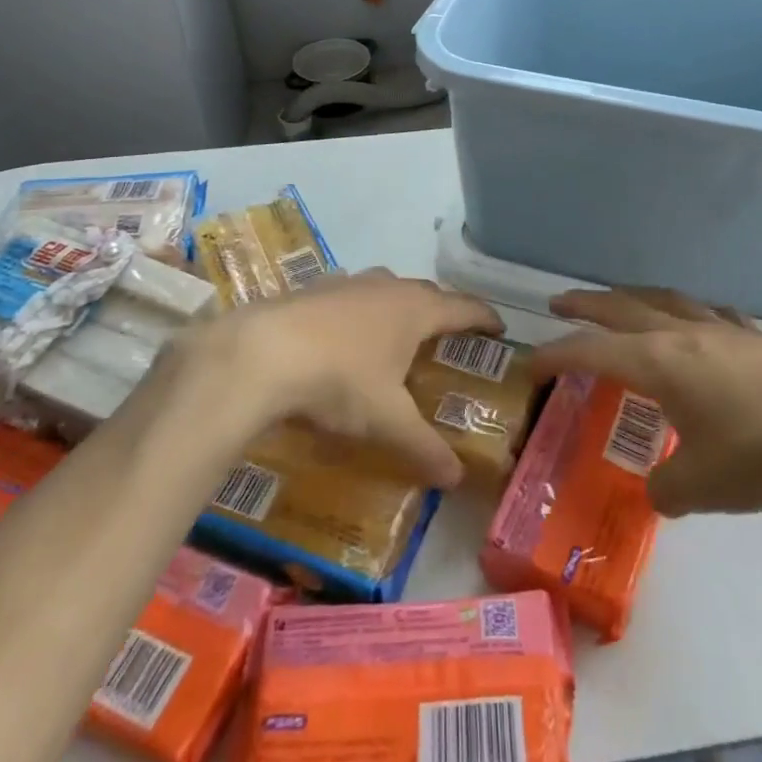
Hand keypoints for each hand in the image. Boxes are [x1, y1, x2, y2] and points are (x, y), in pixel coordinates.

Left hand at [165, 270, 501, 487]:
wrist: (261, 353)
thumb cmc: (339, 380)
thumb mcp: (387, 421)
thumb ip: (424, 447)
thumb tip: (457, 478)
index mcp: (415, 309)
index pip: (464, 307)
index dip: (485, 316)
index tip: (499, 327)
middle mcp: (386, 286)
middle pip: (426, 292)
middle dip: (442, 311)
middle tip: (449, 336)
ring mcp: (347, 283)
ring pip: (385, 289)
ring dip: (398, 306)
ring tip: (397, 333)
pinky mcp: (312, 288)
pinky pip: (348, 296)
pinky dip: (358, 310)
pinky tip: (343, 333)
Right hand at [533, 288, 761, 517]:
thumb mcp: (702, 486)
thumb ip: (667, 489)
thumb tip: (659, 490)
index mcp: (659, 362)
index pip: (592, 350)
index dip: (557, 355)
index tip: (531, 363)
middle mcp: (684, 335)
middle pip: (623, 308)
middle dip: (586, 304)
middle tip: (558, 301)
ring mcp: (724, 331)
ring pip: (665, 300)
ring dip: (634, 298)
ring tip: (621, 301)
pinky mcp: (758, 340)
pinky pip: (709, 315)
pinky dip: (688, 313)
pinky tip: (698, 324)